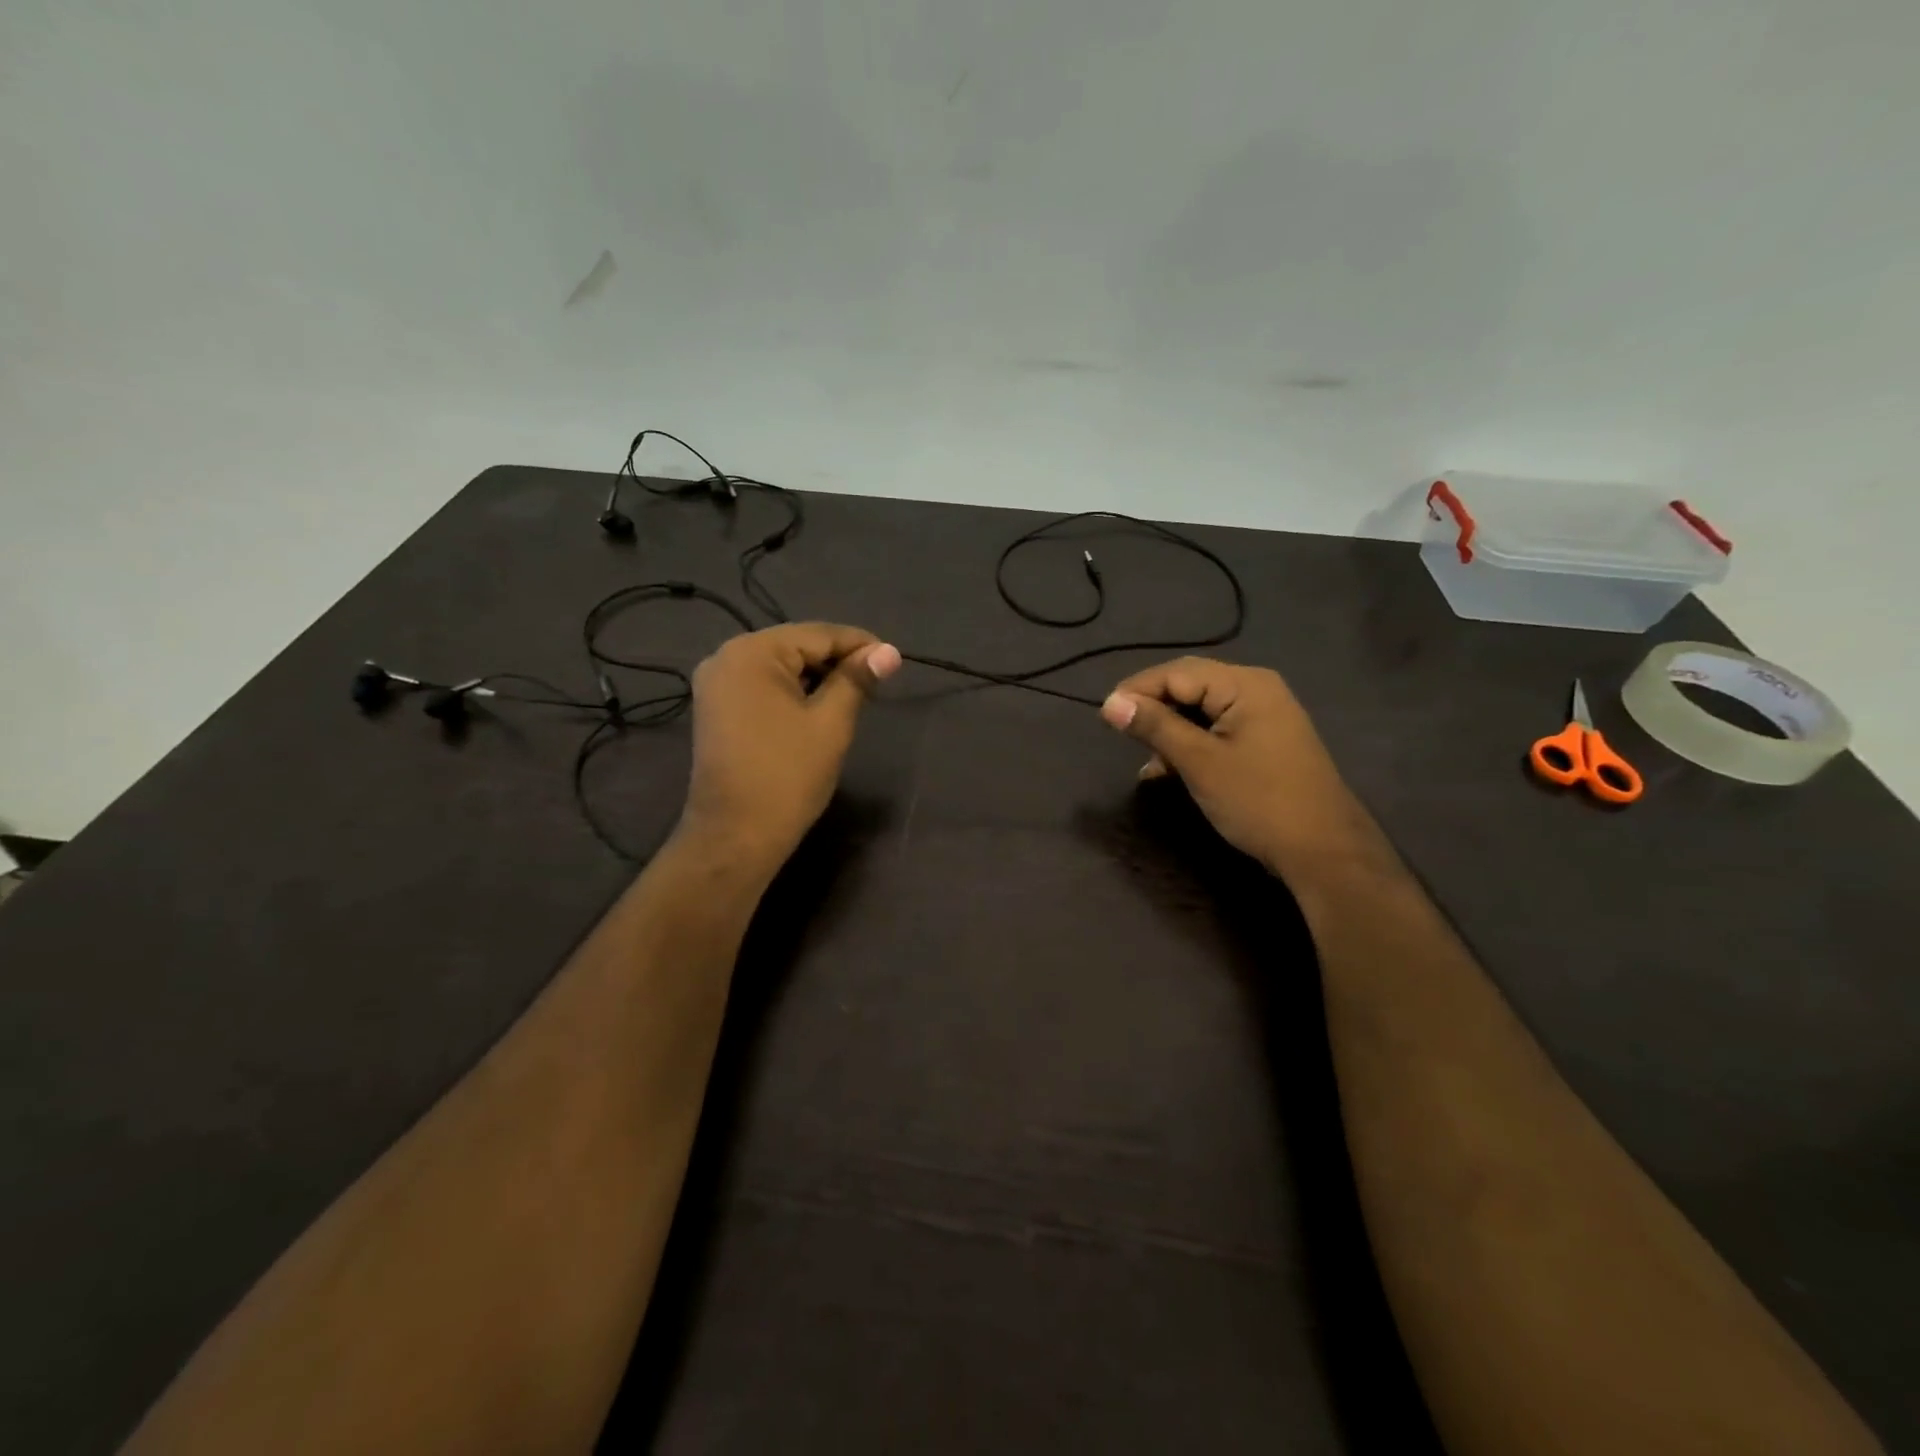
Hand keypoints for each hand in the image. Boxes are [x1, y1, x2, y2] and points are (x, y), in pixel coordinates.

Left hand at [680, 623, 900, 877]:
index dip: (860, 645)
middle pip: (796, 646)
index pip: (818, 635)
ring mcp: (716, 684)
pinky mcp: (715, 709)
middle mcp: (726, 657)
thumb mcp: (831, 722)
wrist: (735, 835)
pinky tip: (817, 708)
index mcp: (753, 652)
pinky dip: (792, 692)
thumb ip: (857, 680)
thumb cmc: (788, 775)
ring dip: (816, 678)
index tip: (893, 660)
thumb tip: (890, 652)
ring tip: (853, 696)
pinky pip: (762, 687)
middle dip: (837, 661)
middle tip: (876, 682)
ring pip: (779, 667)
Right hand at [1100, 658, 1377, 882]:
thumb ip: (1155, 727)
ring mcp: (1265, 716)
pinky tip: (1168, 770)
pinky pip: (1217, 729)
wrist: (1324, 852)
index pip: (1177, 672)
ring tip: (1146, 761)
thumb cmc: (1258, 801)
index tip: (1104, 716)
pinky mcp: (1265, 741)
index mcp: (1245, 685)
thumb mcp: (1199, 762)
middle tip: (1120, 733)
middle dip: (1153, 708)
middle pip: (1190, 685)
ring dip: (1169, 730)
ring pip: (1201, 710)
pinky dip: (1191, 744)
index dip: (1137, 690)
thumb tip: (1110, 703)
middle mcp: (1257, 690)